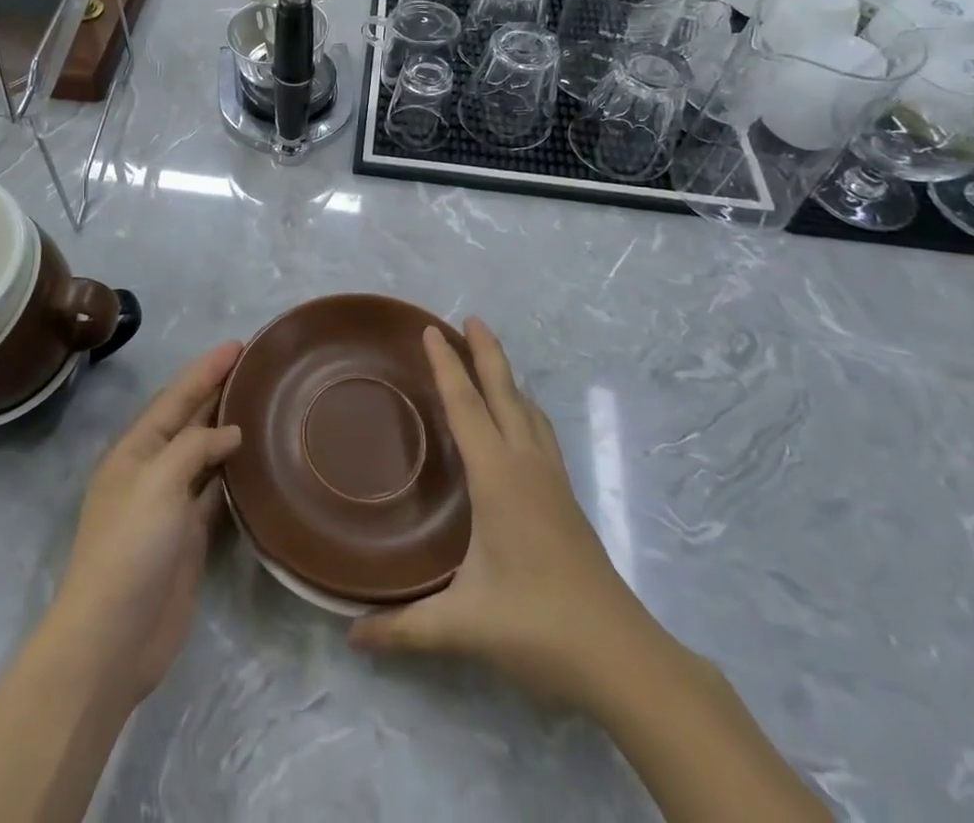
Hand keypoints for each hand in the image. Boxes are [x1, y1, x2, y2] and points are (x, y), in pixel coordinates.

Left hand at [53, 342, 243, 706]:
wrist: (113, 639)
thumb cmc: (129, 549)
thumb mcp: (156, 483)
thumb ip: (193, 448)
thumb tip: (229, 433)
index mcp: (135, 451)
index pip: (176, 398)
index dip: (205, 370)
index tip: (238, 345)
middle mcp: (152, 471)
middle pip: (190, 421)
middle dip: (217, 391)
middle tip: (256, 367)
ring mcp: (170, 506)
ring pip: (205, 455)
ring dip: (228, 429)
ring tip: (262, 404)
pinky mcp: (189, 538)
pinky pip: (215, 492)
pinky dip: (234, 473)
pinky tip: (256, 460)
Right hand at [349, 318, 643, 707]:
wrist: (622, 655)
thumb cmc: (539, 626)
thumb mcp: (464, 626)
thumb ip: (405, 629)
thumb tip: (351, 635)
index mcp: (497, 478)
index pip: (466, 407)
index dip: (447, 366)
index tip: (430, 330)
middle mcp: (526, 466)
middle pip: (504, 393)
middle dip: (486, 353)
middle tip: (470, 318)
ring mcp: (552, 480)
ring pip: (528, 410)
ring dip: (508, 378)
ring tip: (491, 359)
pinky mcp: (565, 498)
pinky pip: (541, 432)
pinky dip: (524, 409)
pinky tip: (521, 420)